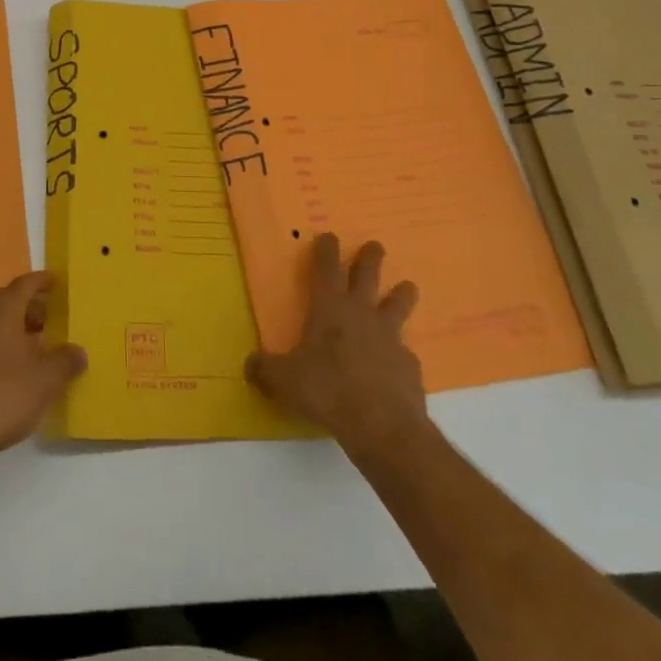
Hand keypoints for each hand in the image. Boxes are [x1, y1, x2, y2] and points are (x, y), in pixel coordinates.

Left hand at [0, 271, 86, 469]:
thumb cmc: (3, 396)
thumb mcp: (46, 380)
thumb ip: (65, 361)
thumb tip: (78, 352)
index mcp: (2, 311)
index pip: (24, 284)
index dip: (41, 281)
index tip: (55, 281)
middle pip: (7, 301)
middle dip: (29, 306)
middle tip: (50, 318)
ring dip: (14, 328)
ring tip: (36, 346)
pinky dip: (0, 347)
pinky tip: (12, 371)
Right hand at [246, 234, 424, 455]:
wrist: (383, 425)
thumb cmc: (327, 390)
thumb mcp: (283, 380)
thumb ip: (265, 369)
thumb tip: (250, 365)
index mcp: (330, 308)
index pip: (326, 269)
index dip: (326, 250)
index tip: (329, 235)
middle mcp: (362, 314)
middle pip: (368, 276)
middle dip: (370, 258)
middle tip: (376, 245)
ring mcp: (390, 338)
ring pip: (398, 306)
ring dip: (402, 295)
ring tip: (409, 287)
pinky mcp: (409, 366)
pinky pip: (405, 352)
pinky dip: (402, 353)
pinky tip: (400, 362)